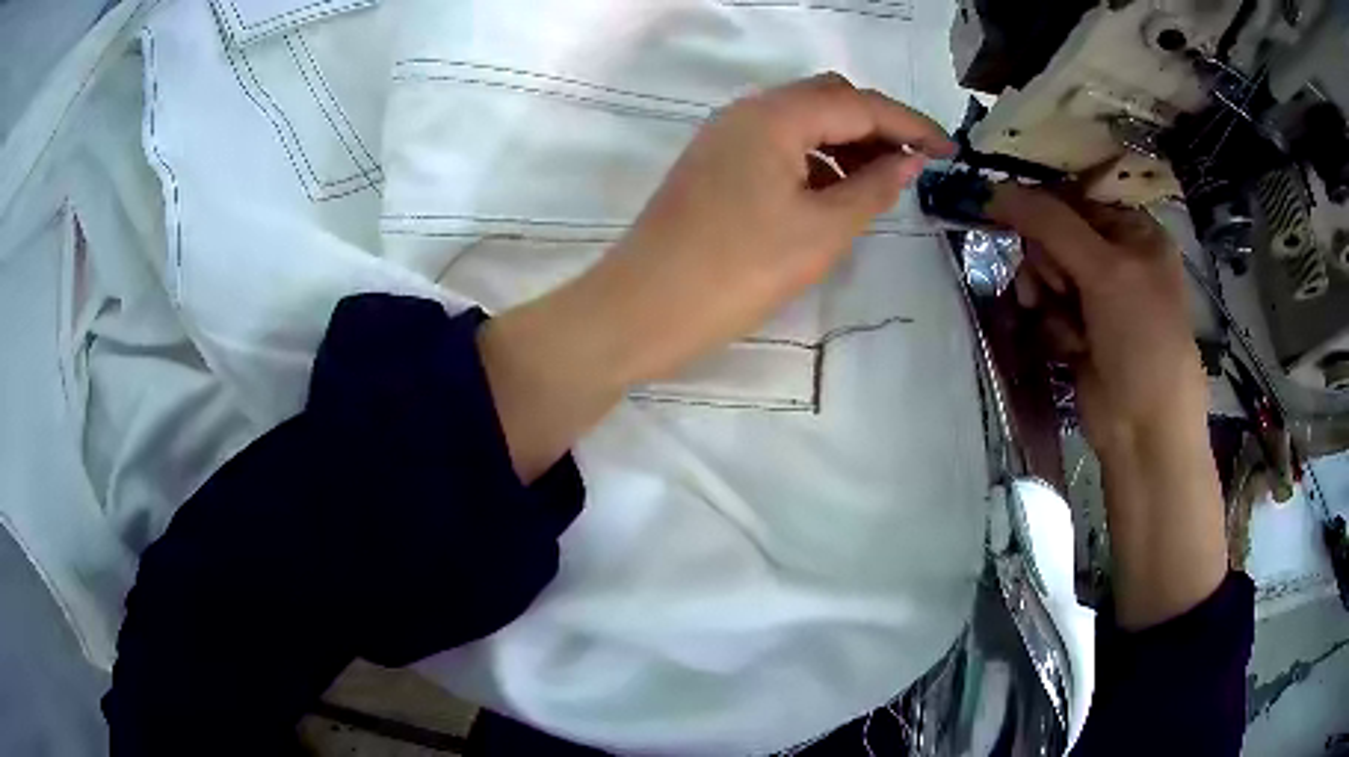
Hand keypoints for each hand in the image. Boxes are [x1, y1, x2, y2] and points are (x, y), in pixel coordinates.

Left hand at [481, 74, 953, 479]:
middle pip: (829, 99)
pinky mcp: (716, 164)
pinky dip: (816, 159)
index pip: (859, 103)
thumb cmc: (736, 271)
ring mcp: (726, 136)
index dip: (911, 123)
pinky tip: (835, 192)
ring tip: (882, 183)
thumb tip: (909, 160)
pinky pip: (779, 145)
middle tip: (916, 165)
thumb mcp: (821, 231)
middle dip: (878, 126)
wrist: (643, 309)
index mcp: (775, 115)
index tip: (950, 150)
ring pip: (803, 121)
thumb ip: (873, 187)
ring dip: (847, 142)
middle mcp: (747, 111)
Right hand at [985, 185, 1206, 453]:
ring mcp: (1099, 297)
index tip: (1019, 224)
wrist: (1145, 430)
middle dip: (1048, 262)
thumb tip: (991, 188)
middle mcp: (1118, 259)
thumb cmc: (1142, 339)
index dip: (1044, 210)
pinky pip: (1048, 309)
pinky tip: (1069, 347)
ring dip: (1046, 296)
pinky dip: (1052, 326)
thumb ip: (1050, 224)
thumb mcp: (1104, 270)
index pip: (1074, 199)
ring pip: (1046, 274)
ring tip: (1064, 324)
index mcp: (1136, 232)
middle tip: (1058, 287)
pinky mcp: (1081, 331)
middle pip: (1056, 236)